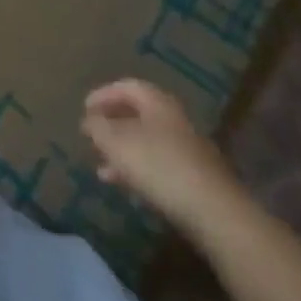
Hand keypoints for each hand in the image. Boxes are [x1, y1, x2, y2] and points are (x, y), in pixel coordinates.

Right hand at [81, 79, 242, 235]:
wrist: (216, 214)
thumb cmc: (160, 167)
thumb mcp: (118, 144)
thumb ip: (98, 128)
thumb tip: (90, 120)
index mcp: (157, 103)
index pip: (127, 86)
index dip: (103, 95)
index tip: (84, 110)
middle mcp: (174, 120)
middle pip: (138, 114)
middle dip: (112, 125)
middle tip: (92, 137)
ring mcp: (188, 150)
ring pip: (147, 142)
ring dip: (123, 151)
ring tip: (102, 168)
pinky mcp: (195, 178)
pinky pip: (159, 165)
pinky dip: (139, 170)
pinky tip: (126, 187)